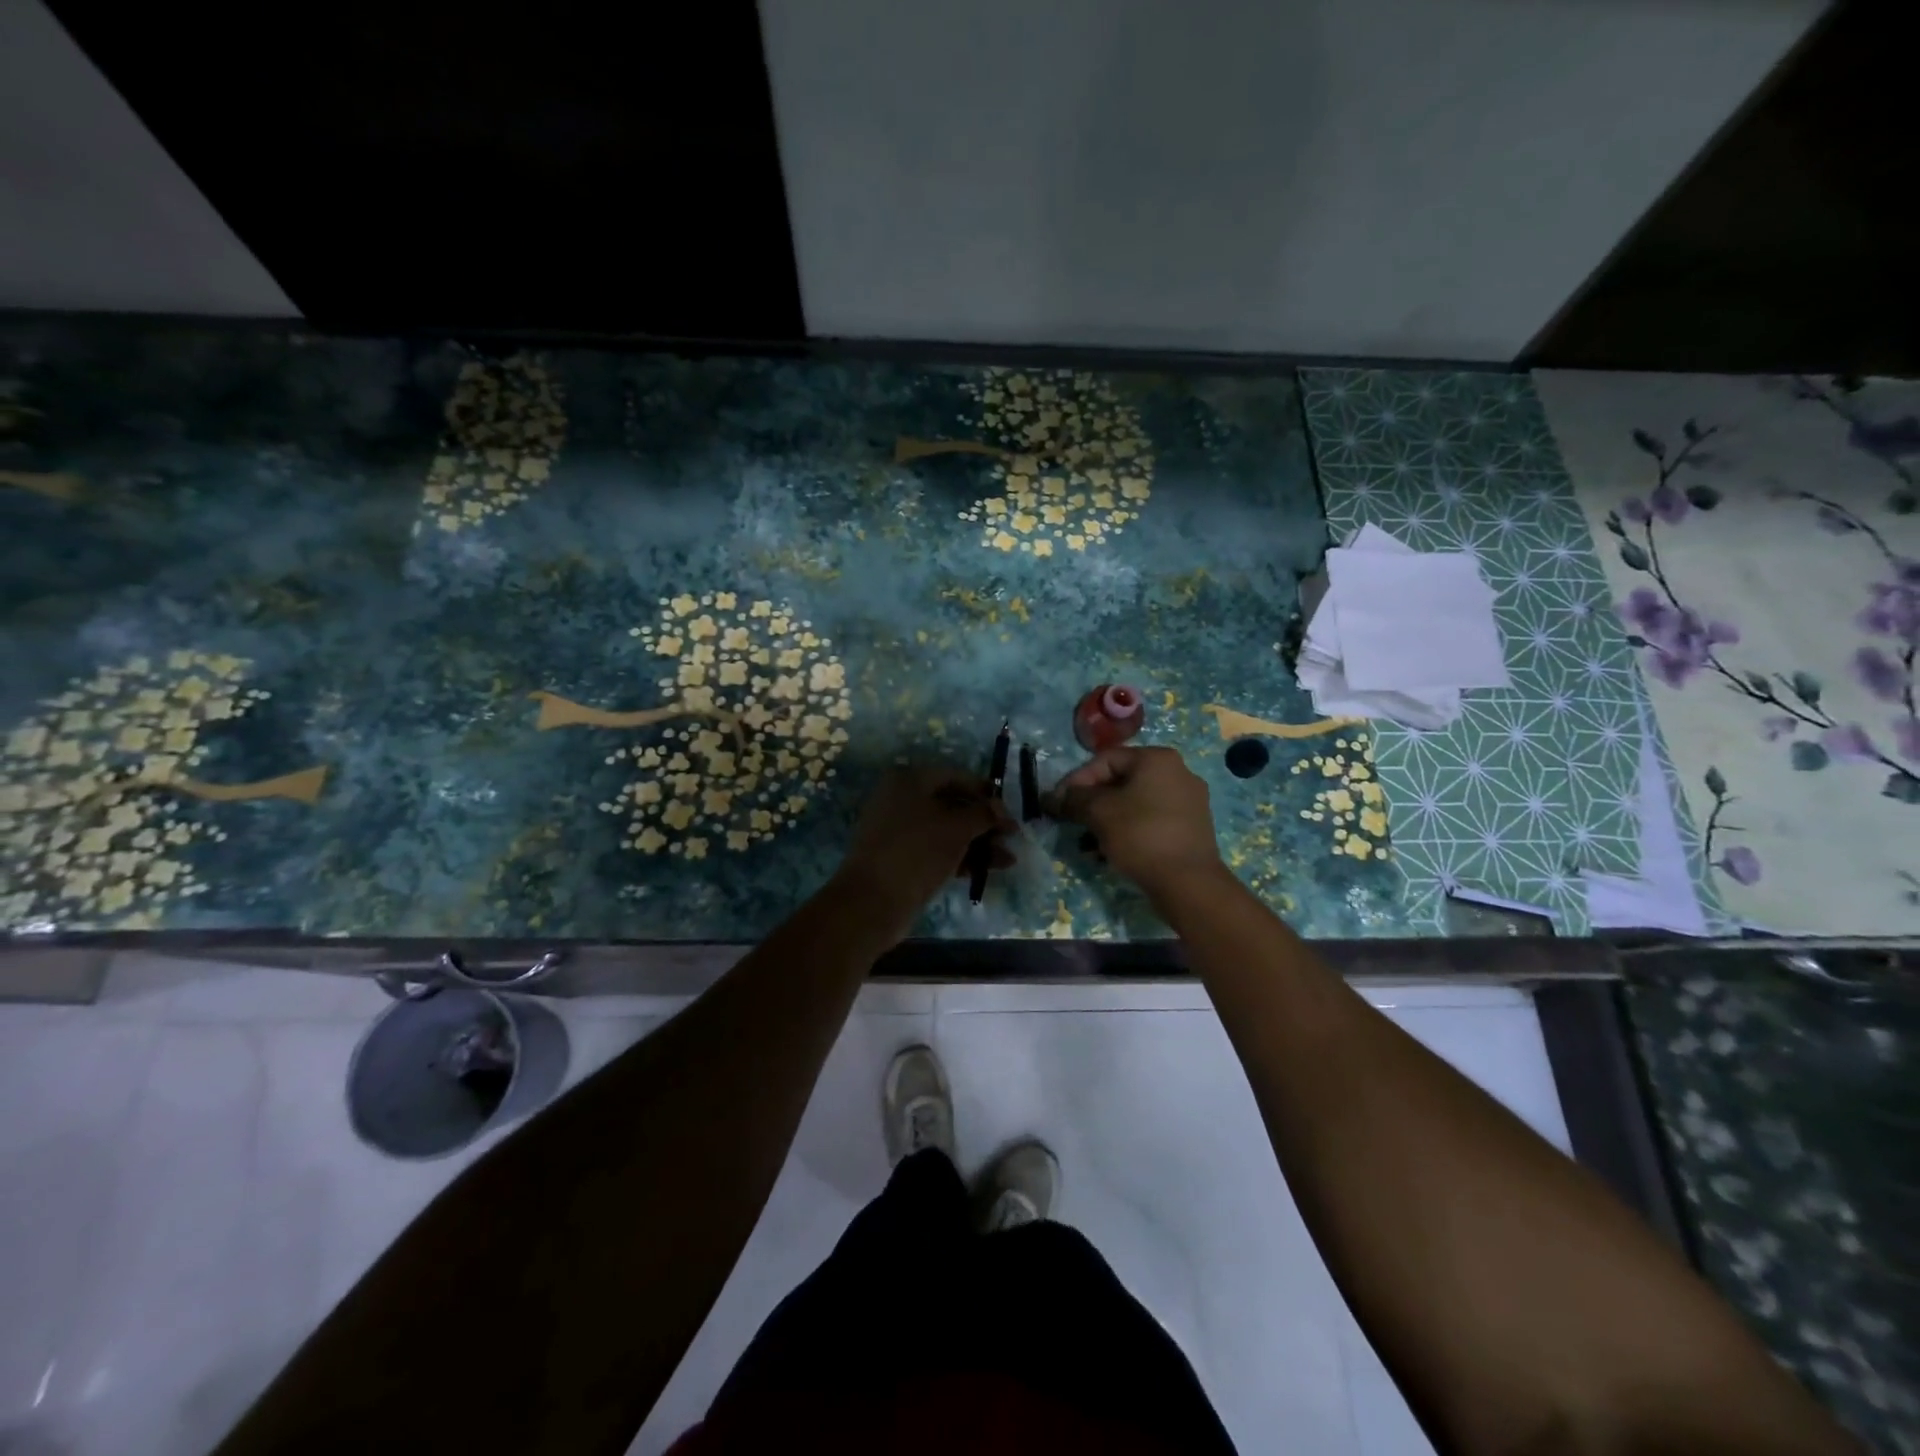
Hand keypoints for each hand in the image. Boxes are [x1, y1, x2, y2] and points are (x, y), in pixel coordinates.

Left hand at [833, 766, 1015, 940]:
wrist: (873, 901)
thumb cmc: (917, 851)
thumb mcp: (956, 828)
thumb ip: (983, 814)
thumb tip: (1000, 809)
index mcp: (908, 780)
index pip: (955, 776)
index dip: (984, 792)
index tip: (1008, 810)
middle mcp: (901, 799)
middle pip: (952, 804)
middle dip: (984, 821)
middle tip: (1011, 836)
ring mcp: (899, 831)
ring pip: (947, 830)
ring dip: (978, 842)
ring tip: (1008, 858)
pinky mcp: (902, 858)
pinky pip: (937, 850)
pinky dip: (962, 856)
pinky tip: (989, 869)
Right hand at [1050, 746, 1223, 896]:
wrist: (1188, 882)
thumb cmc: (1141, 835)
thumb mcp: (1099, 813)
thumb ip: (1073, 800)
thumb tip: (1052, 798)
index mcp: (1157, 759)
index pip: (1105, 760)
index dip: (1076, 780)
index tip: (1058, 803)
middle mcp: (1178, 771)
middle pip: (1122, 780)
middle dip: (1092, 801)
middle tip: (1073, 821)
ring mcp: (1190, 800)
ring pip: (1136, 802)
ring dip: (1109, 817)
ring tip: (1090, 840)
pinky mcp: (1193, 826)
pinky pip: (1152, 819)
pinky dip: (1130, 828)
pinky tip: (1114, 849)